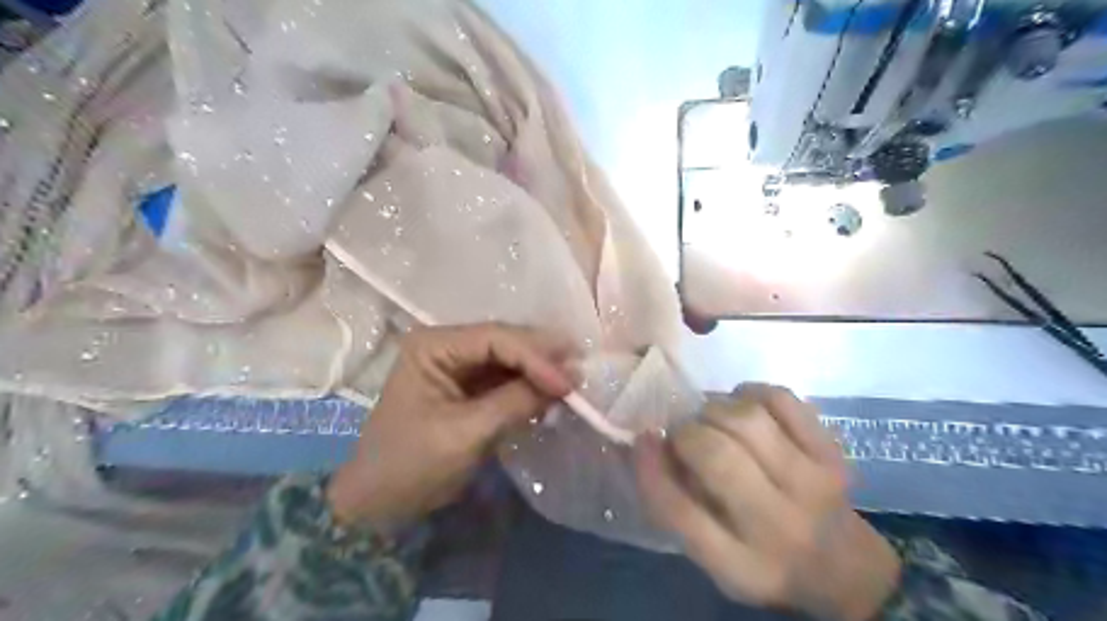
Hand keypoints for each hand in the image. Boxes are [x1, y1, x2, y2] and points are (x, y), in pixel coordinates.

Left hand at [325, 325, 573, 532]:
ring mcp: (459, 365)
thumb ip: (515, 402)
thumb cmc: (412, 464)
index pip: (495, 337)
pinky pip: (507, 378)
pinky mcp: (470, 386)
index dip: (535, 356)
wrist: (381, 502)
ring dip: (540, 371)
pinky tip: (551, 395)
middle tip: (580, 371)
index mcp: (434, 346)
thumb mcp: (465, 433)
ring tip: (573, 383)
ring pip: (510, 358)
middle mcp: (447, 345)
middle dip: (542, 358)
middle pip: (506, 341)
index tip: (568, 382)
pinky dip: (530, 386)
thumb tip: (568, 381)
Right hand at [636, 383, 901, 620]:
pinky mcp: (831, 452)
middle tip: (684, 434)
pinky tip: (743, 406)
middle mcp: (780, 527)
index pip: (681, 513)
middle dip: (687, 433)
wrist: (845, 565)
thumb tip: (648, 441)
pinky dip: (750, 392)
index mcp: (741, 566)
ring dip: (715, 410)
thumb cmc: (762, 558)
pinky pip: (781, 399)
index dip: (650, 469)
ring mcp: (813, 484)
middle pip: (717, 457)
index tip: (642, 439)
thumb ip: (675, 505)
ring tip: (713, 419)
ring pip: (747, 420)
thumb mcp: (713, 555)